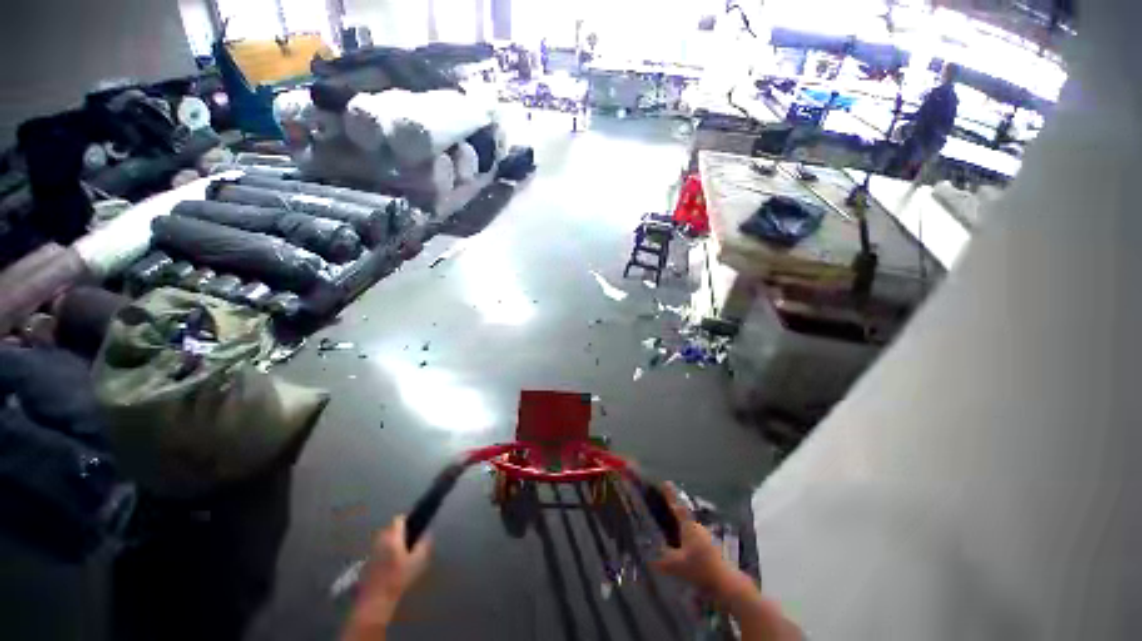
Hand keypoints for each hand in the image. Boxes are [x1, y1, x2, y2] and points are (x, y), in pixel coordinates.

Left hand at [361, 515, 430, 605]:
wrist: (375, 600)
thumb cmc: (398, 578)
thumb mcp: (417, 562)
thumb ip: (424, 545)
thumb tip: (427, 534)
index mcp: (392, 537)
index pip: (398, 519)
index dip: (407, 521)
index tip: (414, 528)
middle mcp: (380, 540)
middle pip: (390, 528)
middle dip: (399, 532)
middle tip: (408, 542)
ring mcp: (372, 550)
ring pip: (384, 539)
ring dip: (391, 542)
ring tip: (400, 554)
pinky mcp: (367, 561)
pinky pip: (378, 549)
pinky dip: (384, 552)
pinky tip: (390, 564)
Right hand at [650, 484, 737, 595]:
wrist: (726, 582)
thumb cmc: (700, 568)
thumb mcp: (676, 565)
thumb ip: (662, 560)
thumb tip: (650, 558)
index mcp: (688, 526)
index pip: (677, 506)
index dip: (670, 495)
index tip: (665, 482)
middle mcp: (697, 527)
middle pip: (683, 516)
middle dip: (674, 513)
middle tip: (664, 512)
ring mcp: (706, 536)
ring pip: (689, 528)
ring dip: (681, 529)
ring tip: (672, 536)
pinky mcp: (711, 547)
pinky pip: (695, 538)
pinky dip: (687, 539)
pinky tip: (684, 551)